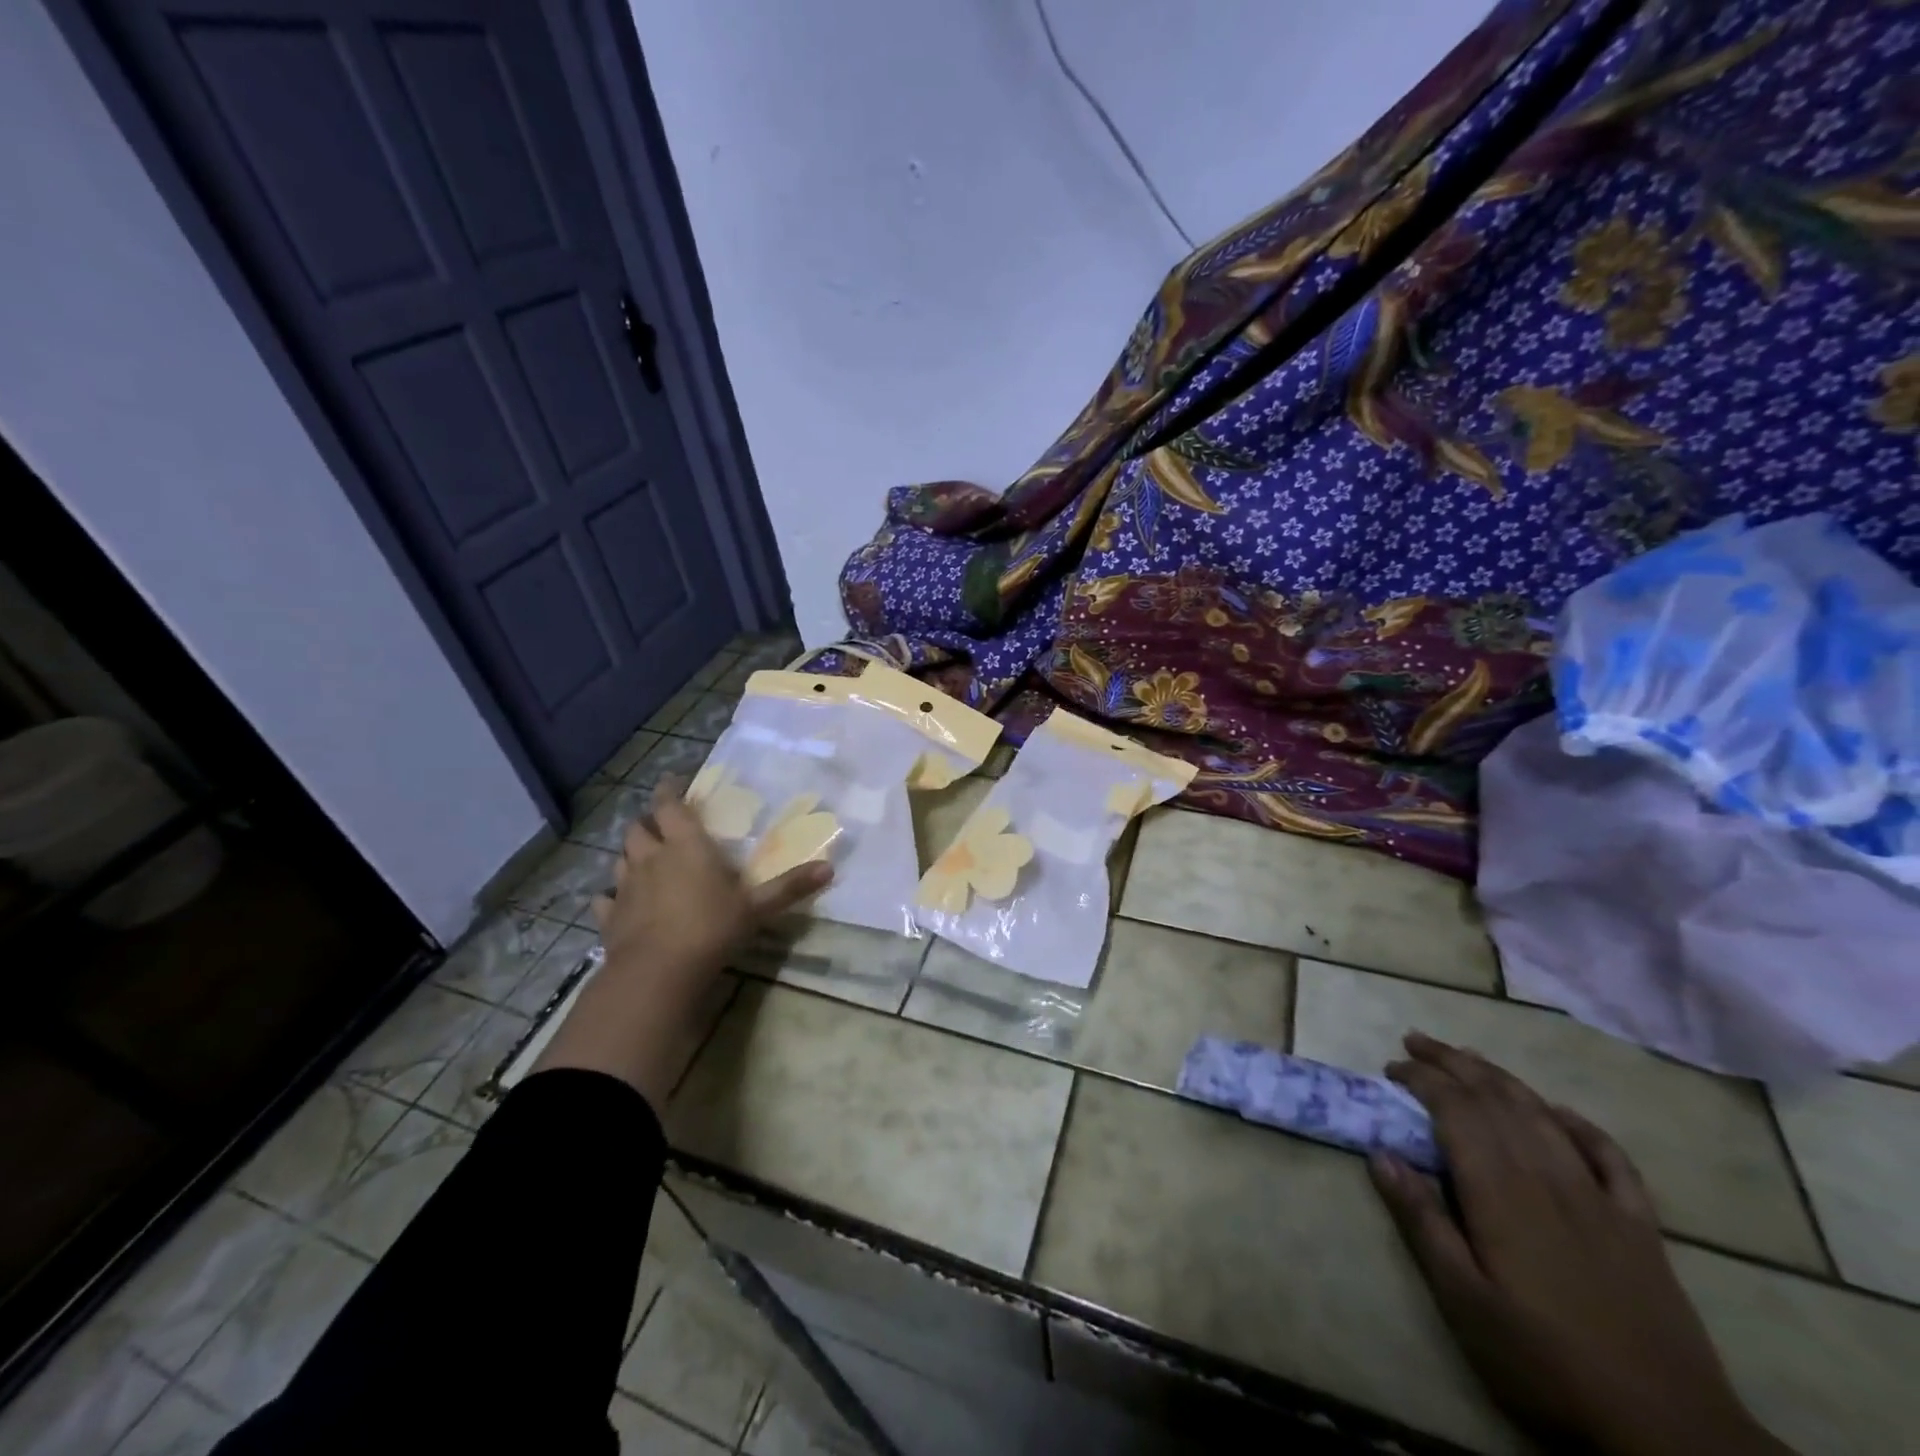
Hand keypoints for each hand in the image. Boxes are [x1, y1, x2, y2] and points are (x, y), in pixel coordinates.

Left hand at [533, 776, 830, 1109]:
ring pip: (620, 859)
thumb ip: (790, 887)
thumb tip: (829, 868)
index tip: (673, 781)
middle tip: (661, 825)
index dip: (670, 791)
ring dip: (630, 855)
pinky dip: (611, 897)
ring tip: (642, 859)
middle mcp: (651, 858)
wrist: (657, 972)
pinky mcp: (610, 918)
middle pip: (639, 829)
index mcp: (685, 846)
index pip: (670, 806)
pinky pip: (605, 899)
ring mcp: (625, 888)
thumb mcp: (757, 907)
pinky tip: (617, 902)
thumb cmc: (711, 928)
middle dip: (648, 823)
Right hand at [1370, 1033, 1790, 1455]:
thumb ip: (1422, 1221)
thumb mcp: (1464, 1300)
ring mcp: (1600, 1198)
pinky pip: (1610, 1156)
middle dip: (1452, 1062)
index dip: (1422, 1078)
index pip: (1455, 1109)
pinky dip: (1580, 1125)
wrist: (1671, 1433)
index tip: (1392, 1067)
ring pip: (1542, 1114)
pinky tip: (1560, 1112)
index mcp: (1500, 1191)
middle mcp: (1547, 1176)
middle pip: (1496, 1098)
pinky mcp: (1640, 1226)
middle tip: (1415, 1041)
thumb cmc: (1546, 1362)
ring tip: (1468, 1056)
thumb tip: (1379, 1154)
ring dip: (1500, 1077)